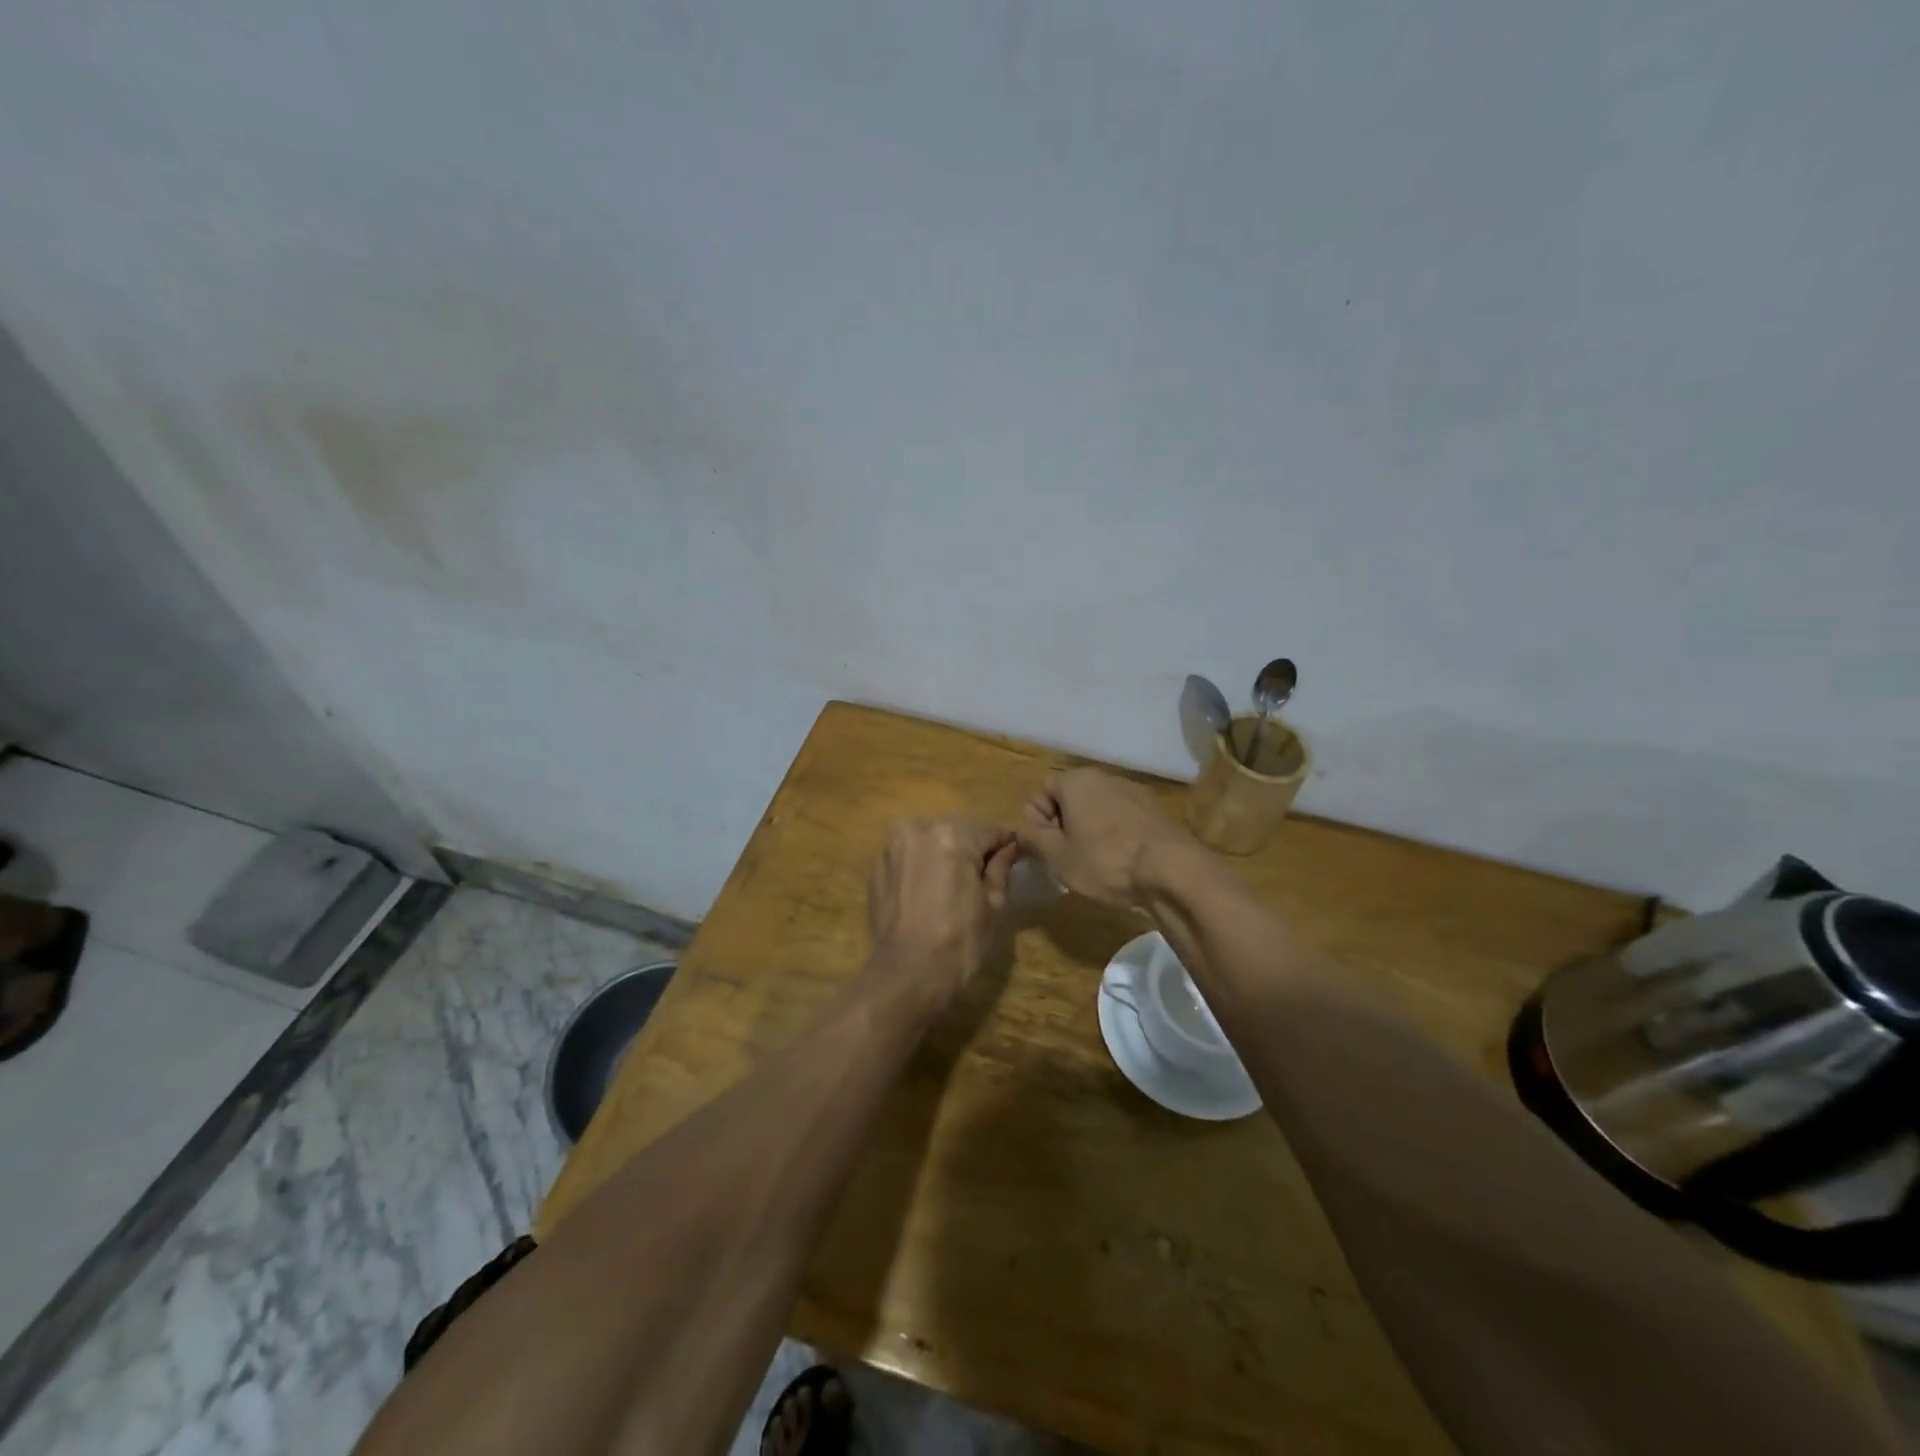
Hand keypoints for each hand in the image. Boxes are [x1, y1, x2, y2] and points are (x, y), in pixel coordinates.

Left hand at [867, 818, 1018, 996]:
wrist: (907, 972)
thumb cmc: (959, 940)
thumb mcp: (992, 904)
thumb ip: (1000, 867)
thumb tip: (1008, 847)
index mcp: (952, 834)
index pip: (989, 831)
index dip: (1004, 846)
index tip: (1012, 859)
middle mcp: (918, 828)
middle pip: (956, 831)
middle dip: (969, 849)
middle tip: (979, 879)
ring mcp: (892, 845)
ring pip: (929, 840)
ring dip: (942, 854)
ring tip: (950, 887)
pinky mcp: (876, 864)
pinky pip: (907, 855)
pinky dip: (919, 865)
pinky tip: (925, 892)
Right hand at [1017, 769, 1192, 906]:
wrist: (1172, 871)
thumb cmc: (1106, 861)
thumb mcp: (1057, 857)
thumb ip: (1032, 840)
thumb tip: (1022, 832)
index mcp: (1077, 780)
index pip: (1042, 791)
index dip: (1037, 820)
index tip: (1046, 848)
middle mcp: (1105, 777)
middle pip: (1071, 798)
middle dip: (1064, 826)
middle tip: (1067, 859)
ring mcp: (1135, 791)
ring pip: (1098, 809)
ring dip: (1091, 831)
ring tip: (1097, 864)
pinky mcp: (1156, 811)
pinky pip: (1123, 819)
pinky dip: (1117, 836)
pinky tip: (1123, 863)